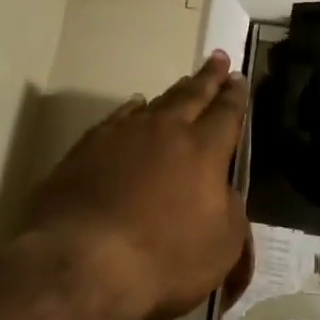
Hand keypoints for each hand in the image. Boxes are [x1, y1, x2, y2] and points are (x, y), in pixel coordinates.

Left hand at [27, 52, 249, 319]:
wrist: (81, 261)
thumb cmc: (163, 258)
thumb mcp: (222, 246)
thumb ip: (231, 211)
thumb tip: (224, 191)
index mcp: (204, 150)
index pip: (227, 113)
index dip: (236, 96)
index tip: (239, 78)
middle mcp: (165, 131)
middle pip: (192, 95)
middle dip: (209, 77)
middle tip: (218, 58)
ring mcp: (122, 135)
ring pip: (155, 103)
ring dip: (173, 92)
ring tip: (184, 82)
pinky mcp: (87, 147)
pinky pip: (118, 118)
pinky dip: (132, 110)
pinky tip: (134, 107)